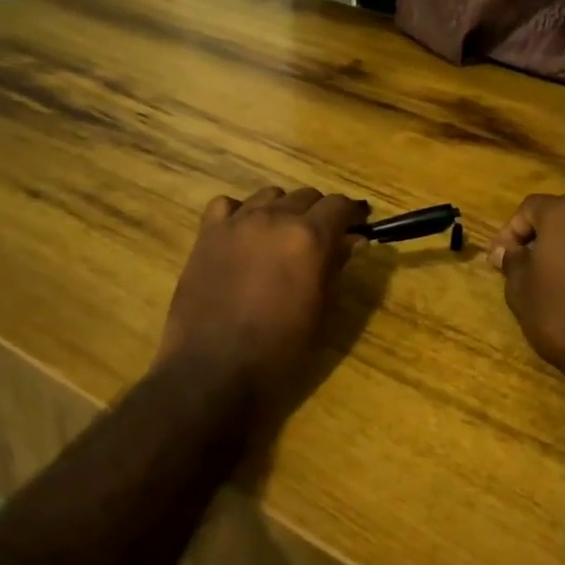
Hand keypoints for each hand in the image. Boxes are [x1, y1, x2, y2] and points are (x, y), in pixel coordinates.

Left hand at [157, 185, 368, 404]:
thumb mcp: (322, 311)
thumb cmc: (280, 350)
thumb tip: (353, 240)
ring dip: (282, 210)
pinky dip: (240, 213)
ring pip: (269, 195)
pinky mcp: (207, 235)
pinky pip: (227, 205)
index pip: (339, 205)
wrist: (214, 370)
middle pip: (306, 196)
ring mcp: (237, 223)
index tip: (356, 227)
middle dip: (318, 213)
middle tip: (320, 239)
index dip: (351, 214)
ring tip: (280, 236)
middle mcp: (275, 218)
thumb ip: (337, 267)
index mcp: (309, 237)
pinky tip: (243, 235)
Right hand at [489, 193, 564, 395]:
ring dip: (559, 251)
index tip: (498, 260)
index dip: (508, 232)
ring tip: (542, 281)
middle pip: (557, 217)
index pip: (528, 208)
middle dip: (534, 238)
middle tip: (517, 266)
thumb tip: (506, 251)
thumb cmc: (558, 309)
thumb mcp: (519, 285)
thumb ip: (511, 260)